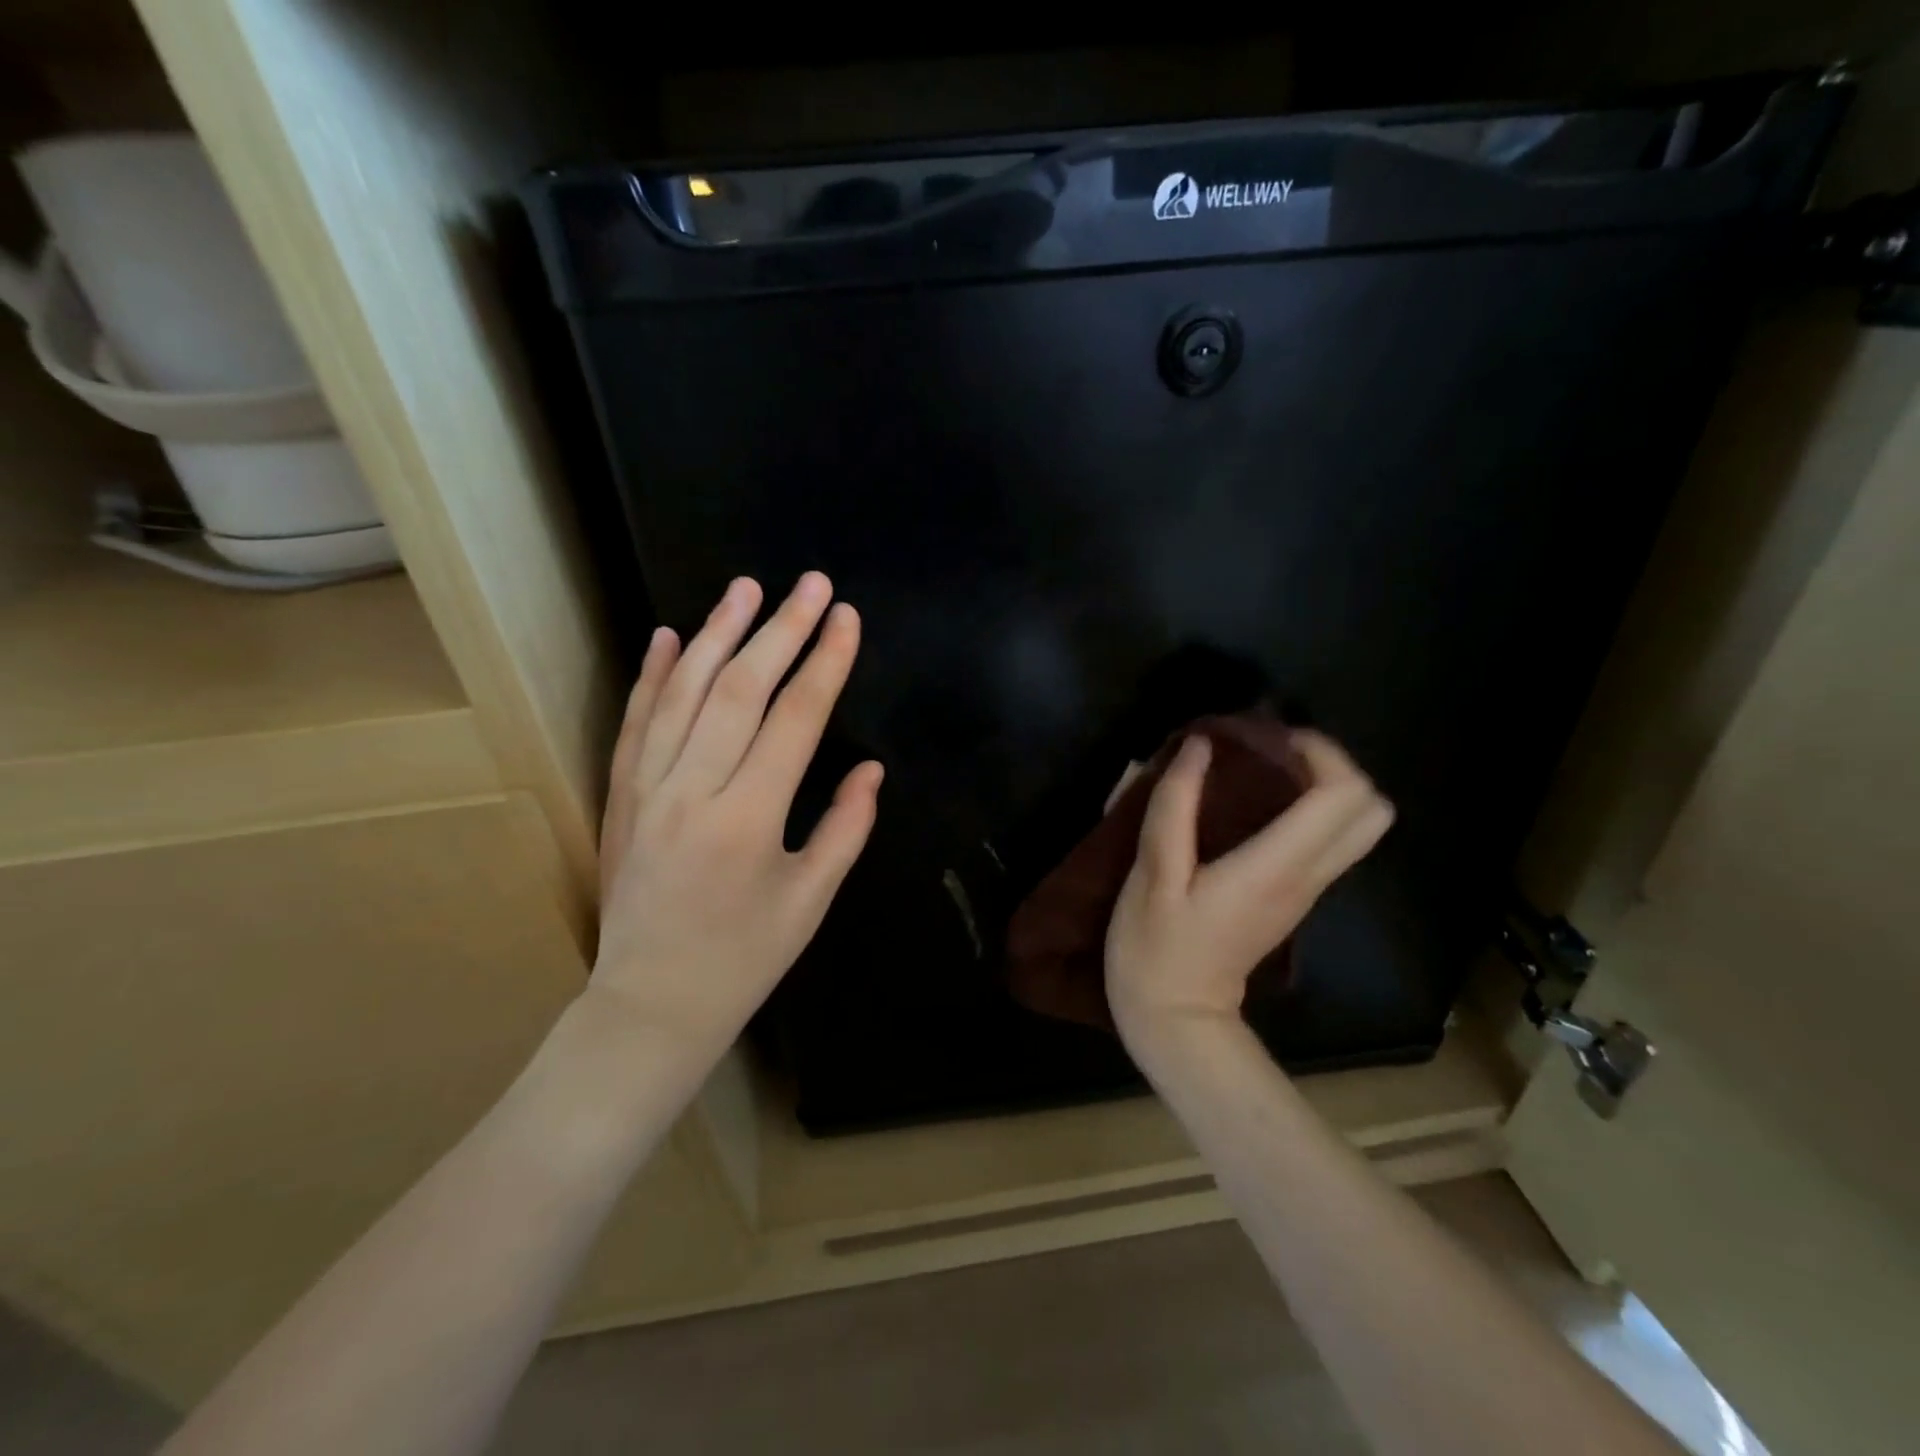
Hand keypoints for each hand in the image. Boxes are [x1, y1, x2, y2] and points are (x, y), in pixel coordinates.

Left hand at [591, 573, 882, 1058]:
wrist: (650, 1005)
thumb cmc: (744, 959)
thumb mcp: (810, 901)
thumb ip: (846, 828)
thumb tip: (870, 769)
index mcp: (749, 819)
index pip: (796, 719)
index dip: (826, 663)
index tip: (847, 618)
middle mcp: (693, 790)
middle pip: (740, 688)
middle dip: (781, 629)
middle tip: (811, 583)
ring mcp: (647, 788)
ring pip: (683, 692)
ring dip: (716, 633)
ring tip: (746, 588)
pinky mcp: (619, 795)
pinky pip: (635, 722)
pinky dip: (652, 675)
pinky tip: (665, 634)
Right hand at [1105, 729, 1392, 1050]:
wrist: (1175, 1019)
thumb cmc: (1157, 947)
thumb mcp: (1154, 874)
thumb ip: (1175, 806)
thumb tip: (1199, 746)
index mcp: (1277, 867)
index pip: (1344, 795)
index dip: (1320, 752)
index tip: (1269, 737)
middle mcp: (1308, 877)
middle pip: (1372, 811)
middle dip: (1335, 767)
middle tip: (1276, 753)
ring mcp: (1306, 891)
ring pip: (1357, 827)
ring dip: (1324, 787)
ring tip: (1264, 772)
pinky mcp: (1293, 898)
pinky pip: (1329, 841)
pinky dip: (1310, 811)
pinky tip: (1255, 805)